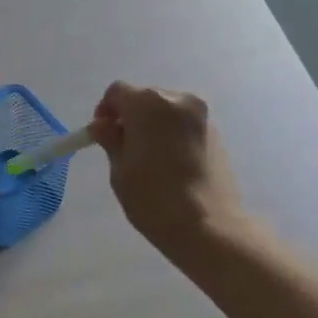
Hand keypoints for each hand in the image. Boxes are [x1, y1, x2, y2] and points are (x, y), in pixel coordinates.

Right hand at [90, 82, 246, 256]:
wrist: (207, 225)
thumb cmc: (153, 198)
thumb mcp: (120, 170)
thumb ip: (110, 140)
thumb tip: (102, 125)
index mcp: (149, 104)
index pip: (118, 92)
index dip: (105, 110)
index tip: (101, 135)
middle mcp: (178, 100)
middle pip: (144, 98)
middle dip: (130, 116)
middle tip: (123, 148)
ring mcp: (201, 116)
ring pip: (166, 111)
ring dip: (152, 125)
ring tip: (147, 159)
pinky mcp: (216, 133)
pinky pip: (183, 124)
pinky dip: (171, 134)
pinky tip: (169, 164)